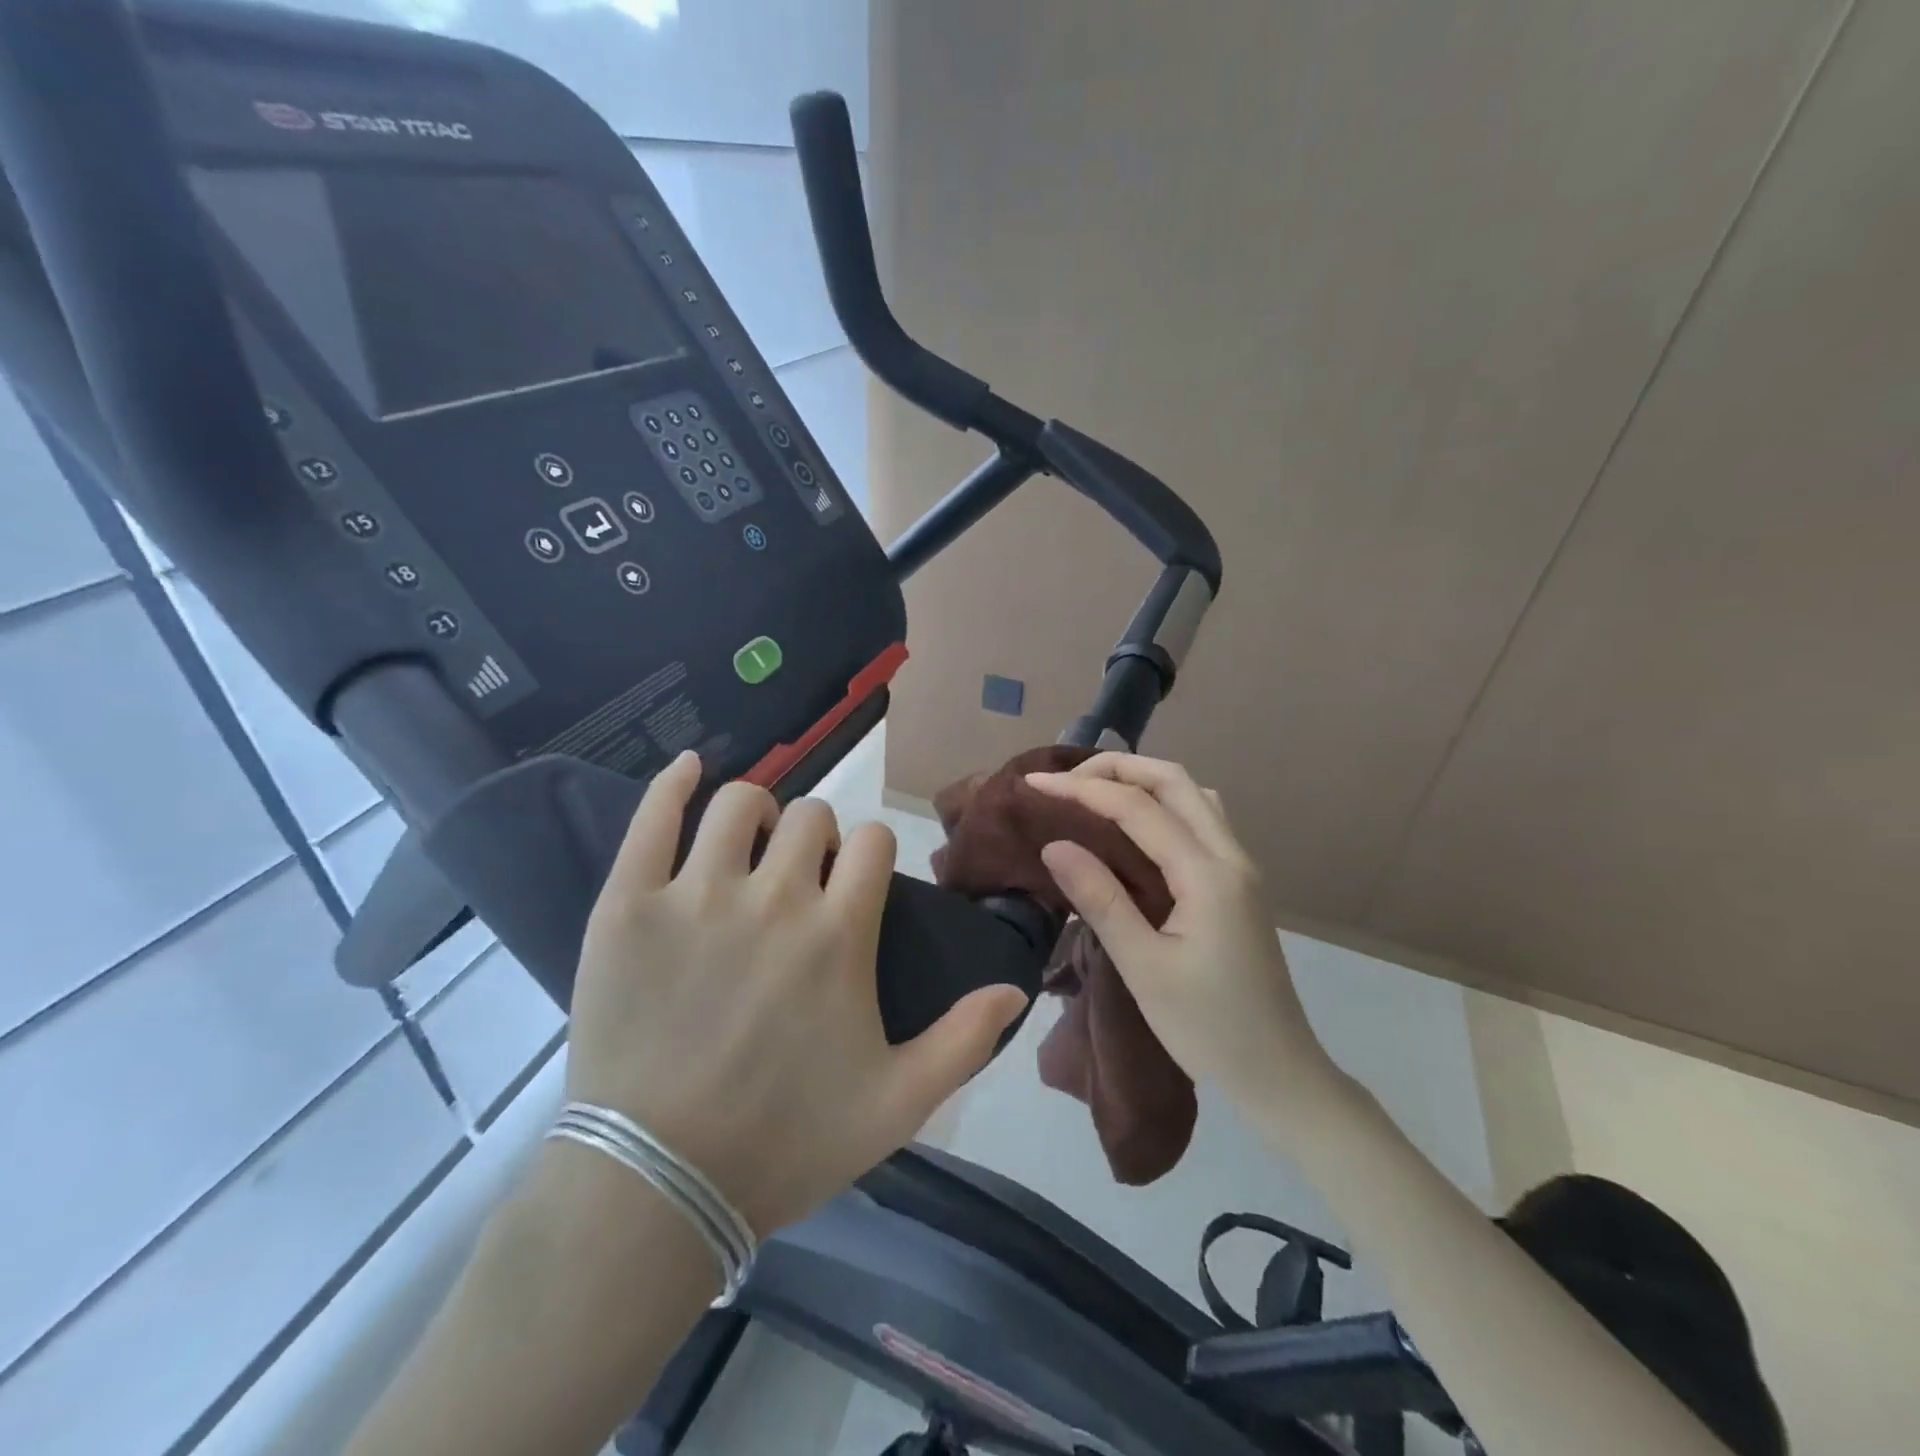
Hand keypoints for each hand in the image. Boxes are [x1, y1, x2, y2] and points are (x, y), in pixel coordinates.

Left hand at [566, 751, 1028, 1235]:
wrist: (658, 1187)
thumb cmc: (785, 1143)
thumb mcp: (897, 1104)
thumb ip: (964, 1040)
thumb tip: (1015, 988)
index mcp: (840, 933)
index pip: (874, 842)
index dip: (870, 854)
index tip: (854, 883)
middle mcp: (776, 897)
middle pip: (813, 815)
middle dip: (817, 837)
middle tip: (798, 876)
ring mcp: (697, 895)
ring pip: (741, 803)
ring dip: (757, 812)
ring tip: (749, 846)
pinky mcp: (629, 906)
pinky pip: (654, 818)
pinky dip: (674, 783)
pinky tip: (689, 768)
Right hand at [1026, 754, 1336, 1117]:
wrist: (1279, 1074)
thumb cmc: (1206, 1028)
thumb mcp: (1144, 968)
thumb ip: (1100, 899)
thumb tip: (1055, 844)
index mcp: (1207, 875)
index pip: (1138, 808)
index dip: (1082, 790)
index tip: (1033, 785)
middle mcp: (1230, 856)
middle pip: (1174, 780)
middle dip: (1116, 768)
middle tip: (1065, 779)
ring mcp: (1240, 868)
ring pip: (1193, 795)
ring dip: (1143, 780)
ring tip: (1095, 791)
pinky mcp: (1238, 884)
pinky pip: (1200, 819)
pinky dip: (1163, 803)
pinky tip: (1136, 827)